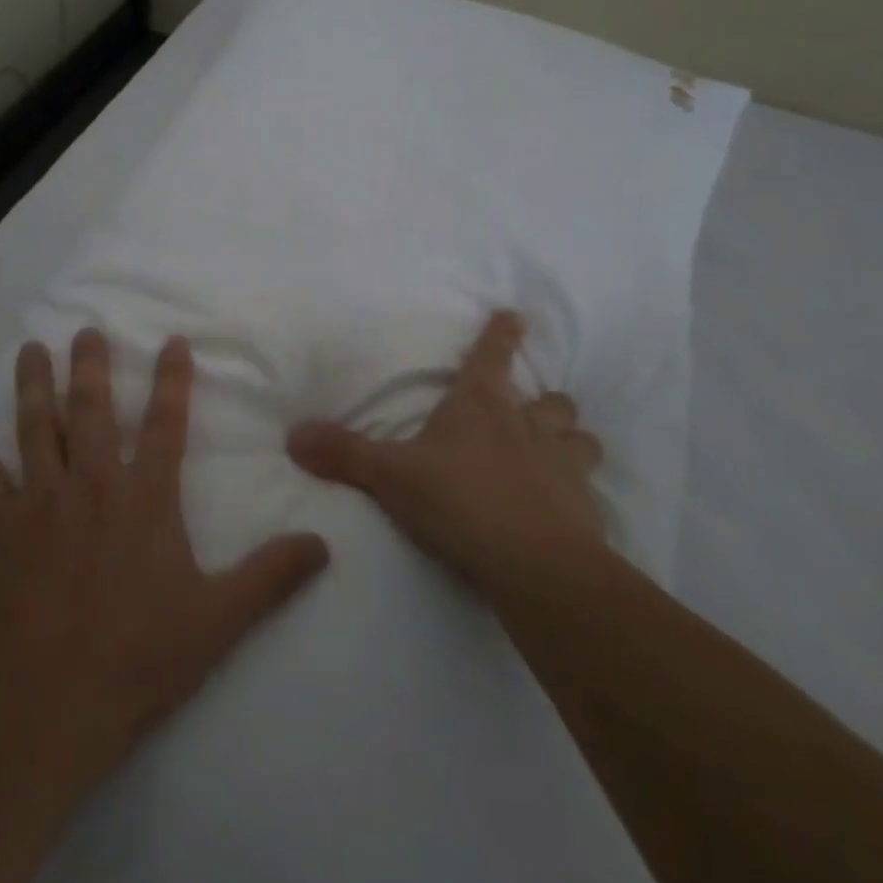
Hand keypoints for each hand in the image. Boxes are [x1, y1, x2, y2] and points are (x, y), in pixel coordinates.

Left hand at [0, 330, 330, 789]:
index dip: (171, 381)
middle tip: (86, 330)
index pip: (165, 425)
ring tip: (30, 349)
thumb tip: (323, 543)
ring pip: (36, 429)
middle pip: (91, 412)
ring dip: (33, 386)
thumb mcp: (219, 620)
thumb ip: (271, 576)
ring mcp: (41, 502)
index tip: (172, 342)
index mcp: (144, 499)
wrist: (48, 704)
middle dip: (91, 367)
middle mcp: (93, 485)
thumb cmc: (137, 657)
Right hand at [286, 311, 606, 593]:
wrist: (534, 567)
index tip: (515, 315)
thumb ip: (343, 454)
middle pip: (552, 400)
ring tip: (557, 454)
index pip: (494, 354)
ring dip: (570, 441)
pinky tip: (567, 510)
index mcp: (482, 405)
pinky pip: (588, 491)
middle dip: (545, 401)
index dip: (503, 333)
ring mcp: (564, 467)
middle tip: (532, 411)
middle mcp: (530, 426)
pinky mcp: (586, 510)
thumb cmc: (460, 502)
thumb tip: (293, 435)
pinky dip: (578, 493)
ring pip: (580, 439)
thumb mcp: (391, 477)